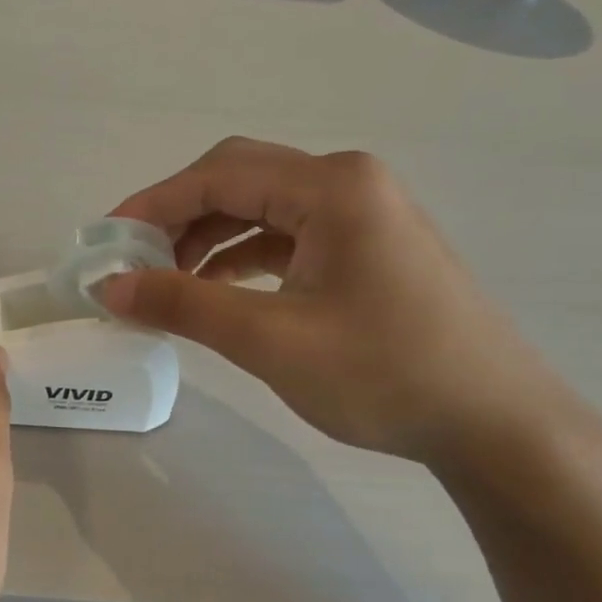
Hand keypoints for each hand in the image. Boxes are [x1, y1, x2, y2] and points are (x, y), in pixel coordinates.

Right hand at [102, 138, 588, 467]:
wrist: (497, 425)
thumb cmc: (384, 374)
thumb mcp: (270, 339)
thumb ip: (183, 304)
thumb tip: (108, 288)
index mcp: (331, 186)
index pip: (218, 175)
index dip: (153, 205)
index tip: (105, 243)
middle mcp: (348, 182)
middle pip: (239, 180)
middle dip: (178, 217)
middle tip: (133, 261)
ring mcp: (363, 213)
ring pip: (261, 208)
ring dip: (207, 238)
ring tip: (167, 282)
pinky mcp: (366, 246)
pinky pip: (287, 235)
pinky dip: (242, 256)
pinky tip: (217, 290)